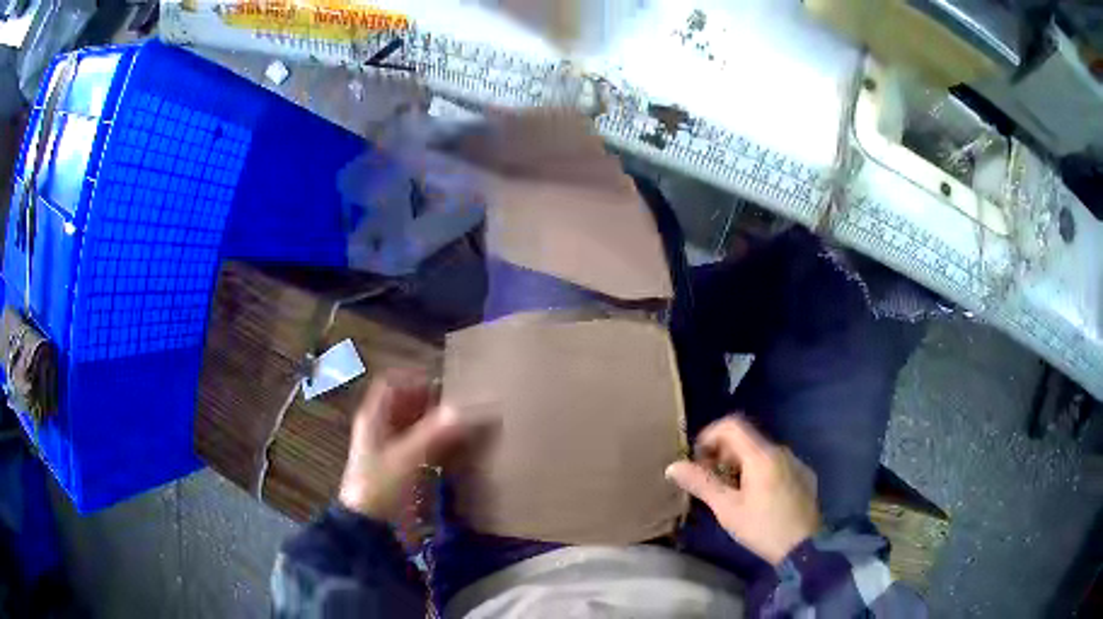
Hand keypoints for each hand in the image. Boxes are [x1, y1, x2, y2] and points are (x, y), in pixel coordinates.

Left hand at [338, 370, 468, 520]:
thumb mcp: (407, 457)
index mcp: (374, 418)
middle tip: (465, 403)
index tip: (446, 383)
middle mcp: (381, 429)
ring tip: (468, 425)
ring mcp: (391, 451)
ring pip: (418, 427)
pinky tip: (461, 451)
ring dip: (440, 424)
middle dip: (434, 402)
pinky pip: (424, 449)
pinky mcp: (403, 471)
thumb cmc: (380, 487)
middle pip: (408, 404)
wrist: (369, 529)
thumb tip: (472, 406)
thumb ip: (437, 431)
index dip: (416, 378)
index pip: (393, 383)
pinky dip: (441, 446)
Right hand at [665, 416, 820, 565]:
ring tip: (731, 493)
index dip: (710, 435)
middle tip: (710, 481)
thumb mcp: (727, 509)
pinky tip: (757, 498)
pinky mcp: (804, 475)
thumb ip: (702, 484)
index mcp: (761, 455)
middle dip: (723, 454)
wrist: (804, 548)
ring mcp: (795, 462)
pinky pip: (777, 464)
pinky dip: (760, 472)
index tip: (698, 458)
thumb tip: (673, 466)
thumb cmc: (762, 527)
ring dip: (741, 464)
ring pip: (761, 453)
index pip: (732, 425)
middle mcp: (781, 451)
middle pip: (746, 439)